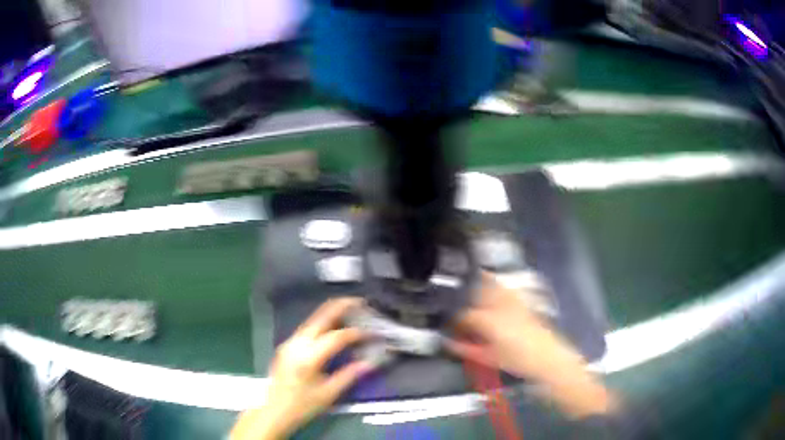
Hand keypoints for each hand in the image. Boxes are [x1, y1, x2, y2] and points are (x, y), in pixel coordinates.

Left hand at [231, 298, 373, 439]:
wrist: (273, 410)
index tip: (373, 333)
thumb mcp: (329, 394)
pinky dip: (323, 323)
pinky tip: (333, 327)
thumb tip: (370, 362)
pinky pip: (307, 328)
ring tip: (350, 311)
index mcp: (309, 357)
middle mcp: (297, 343)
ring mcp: (290, 342)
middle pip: (321, 316)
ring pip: (313, 319)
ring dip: (331, 313)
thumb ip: (349, 375)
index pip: (337, 337)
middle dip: (341, 306)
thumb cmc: (302, 405)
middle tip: (361, 302)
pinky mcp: (287, 346)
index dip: (357, 333)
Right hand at [448, 272, 617, 418]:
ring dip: (478, 286)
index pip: (464, 314)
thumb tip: (450, 342)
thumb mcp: (488, 358)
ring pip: (490, 283)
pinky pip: (504, 288)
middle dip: (464, 297)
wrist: (548, 357)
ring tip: (471, 295)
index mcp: (488, 320)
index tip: (450, 327)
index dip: (454, 321)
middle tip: (458, 308)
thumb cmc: (518, 360)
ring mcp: (513, 300)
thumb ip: (466, 348)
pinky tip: (493, 294)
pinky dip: (495, 287)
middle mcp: (499, 305)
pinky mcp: (522, 301)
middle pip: (476, 291)